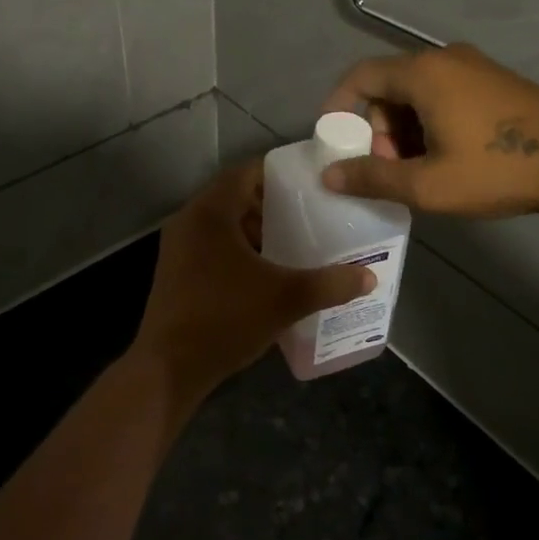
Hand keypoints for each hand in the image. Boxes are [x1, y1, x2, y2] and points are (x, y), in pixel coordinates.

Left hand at [133, 161, 375, 392]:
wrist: (169, 367)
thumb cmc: (225, 318)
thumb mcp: (285, 299)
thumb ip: (329, 284)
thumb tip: (369, 277)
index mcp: (211, 212)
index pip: (246, 172)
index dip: (278, 174)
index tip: (310, 183)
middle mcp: (189, 220)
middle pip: (235, 197)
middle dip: (271, 205)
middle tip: (309, 214)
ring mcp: (178, 247)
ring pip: (223, 224)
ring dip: (255, 230)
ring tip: (293, 243)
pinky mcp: (175, 271)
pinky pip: (211, 245)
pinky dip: (238, 250)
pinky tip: (265, 273)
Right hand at [318, 45, 538, 219]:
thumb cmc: (497, 169)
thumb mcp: (427, 184)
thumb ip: (372, 178)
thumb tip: (328, 176)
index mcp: (422, 74)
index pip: (360, 76)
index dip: (337, 107)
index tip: (334, 141)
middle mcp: (444, 59)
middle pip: (389, 87)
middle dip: (378, 128)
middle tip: (391, 168)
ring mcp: (474, 66)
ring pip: (417, 93)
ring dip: (405, 129)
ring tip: (422, 169)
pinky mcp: (495, 80)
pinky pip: (444, 93)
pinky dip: (431, 121)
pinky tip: (450, 156)